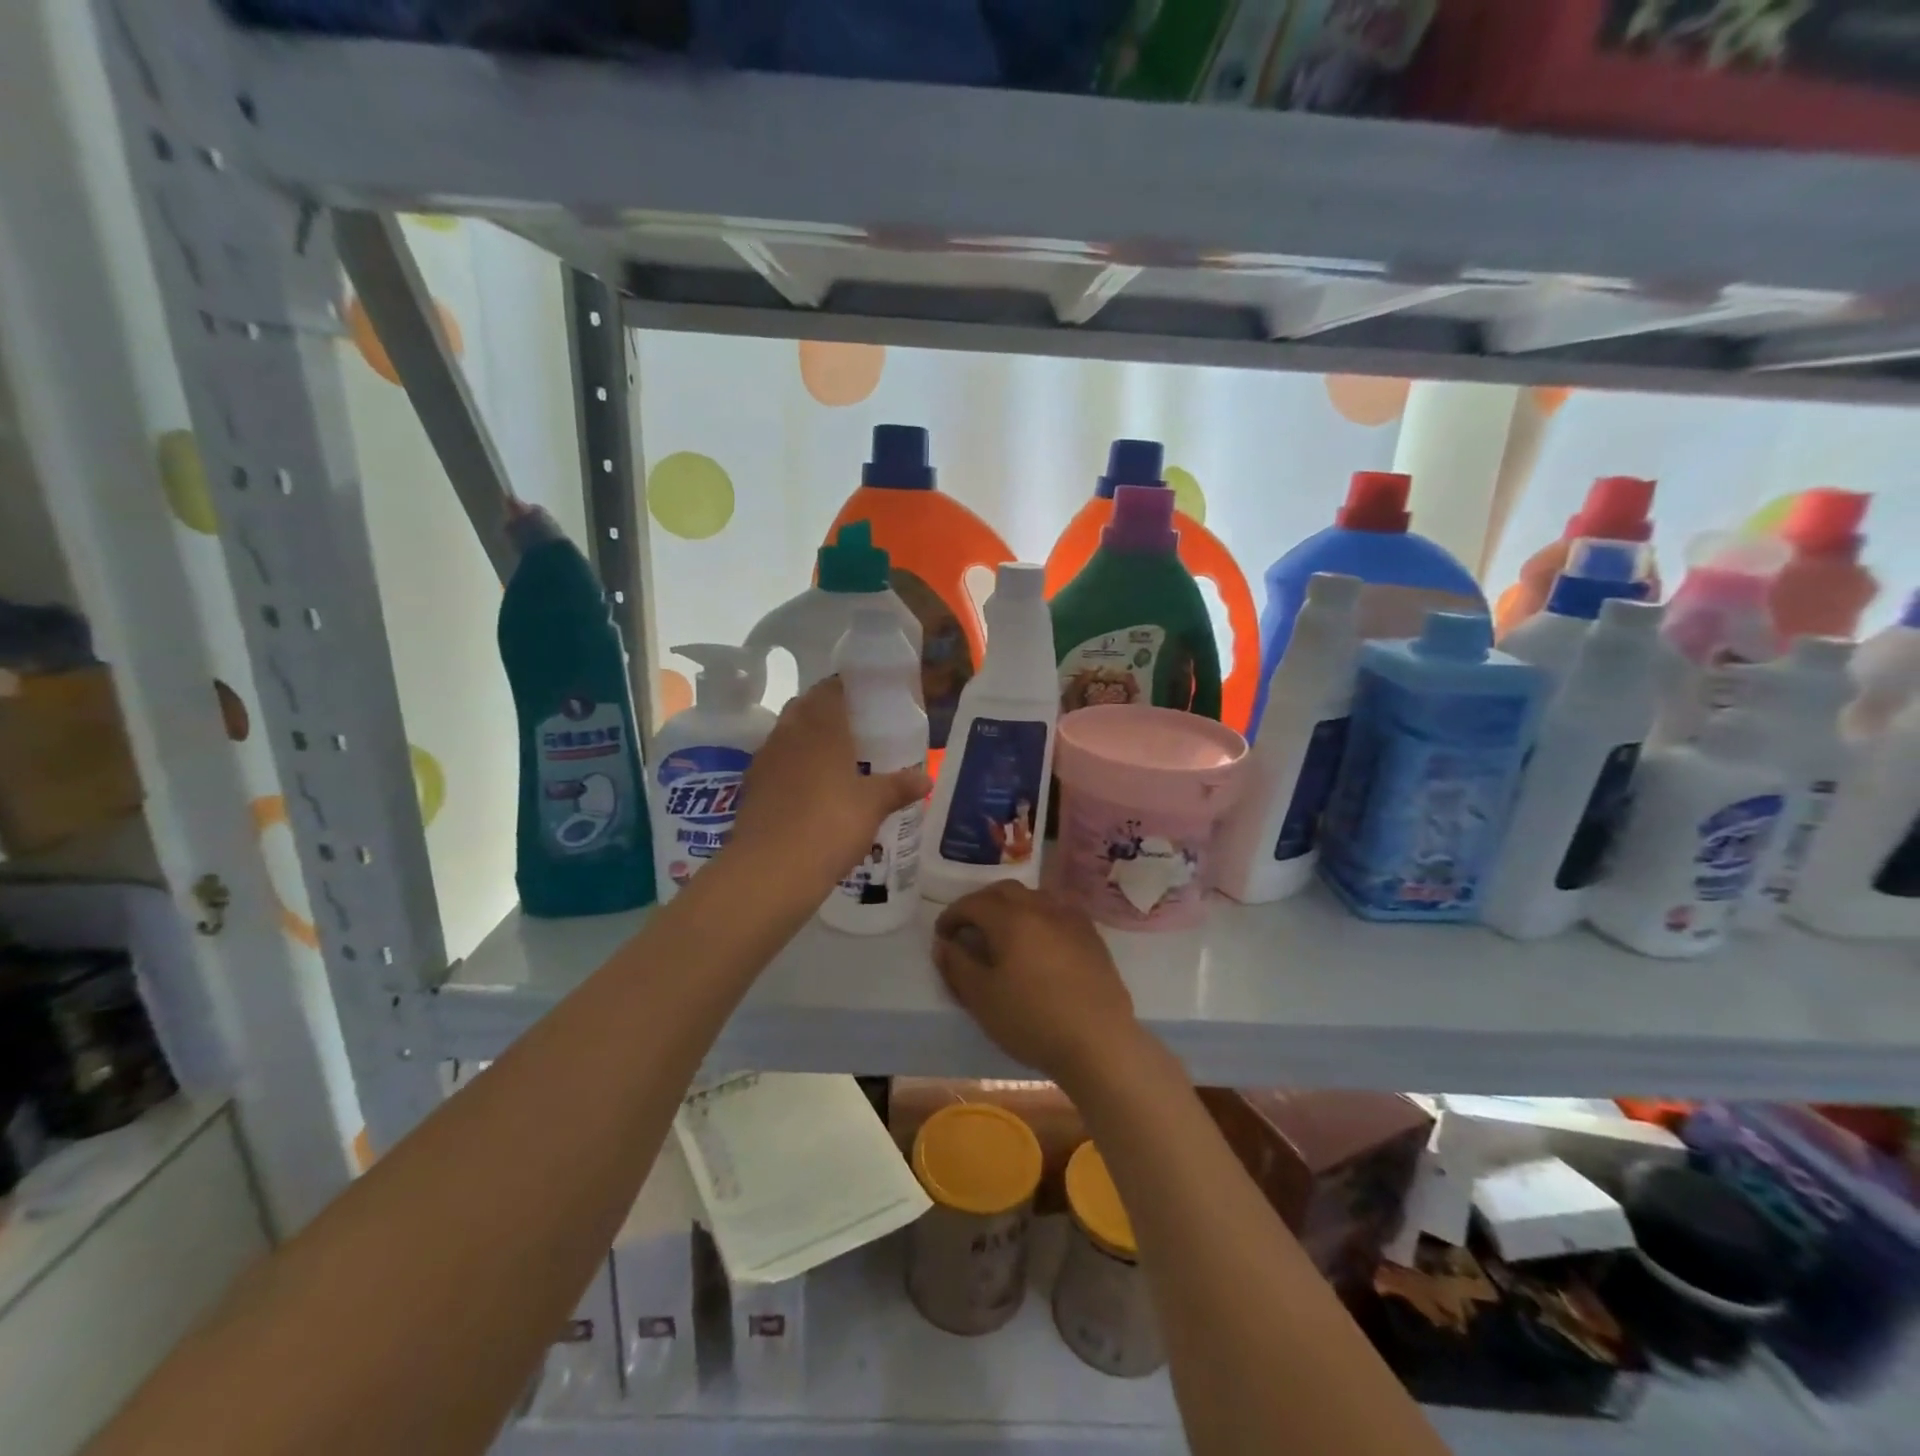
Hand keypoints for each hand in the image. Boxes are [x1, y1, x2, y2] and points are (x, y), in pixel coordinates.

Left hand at [727, 677, 929, 891]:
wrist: (770, 870)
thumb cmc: (830, 825)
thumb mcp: (873, 806)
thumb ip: (899, 787)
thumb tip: (927, 778)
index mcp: (820, 727)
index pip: (829, 689)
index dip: (846, 688)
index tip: (865, 698)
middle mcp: (788, 734)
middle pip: (805, 708)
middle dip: (826, 713)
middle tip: (855, 729)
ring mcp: (765, 760)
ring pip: (787, 735)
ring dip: (807, 740)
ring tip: (835, 760)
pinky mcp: (751, 788)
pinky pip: (776, 764)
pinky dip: (792, 768)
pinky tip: (811, 790)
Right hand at [932, 883, 1140, 1085]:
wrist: (1099, 1043)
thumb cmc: (1033, 1020)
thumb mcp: (982, 999)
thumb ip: (958, 966)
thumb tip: (944, 944)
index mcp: (1012, 918)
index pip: (973, 903)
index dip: (952, 915)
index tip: (942, 936)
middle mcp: (1042, 907)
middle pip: (1005, 891)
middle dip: (981, 904)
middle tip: (969, 928)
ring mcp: (1071, 919)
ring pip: (1034, 898)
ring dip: (1011, 907)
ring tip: (1002, 934)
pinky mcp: (1092, 936)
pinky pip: (1058, 912)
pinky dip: (1039, 918)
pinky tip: (1038, 943)